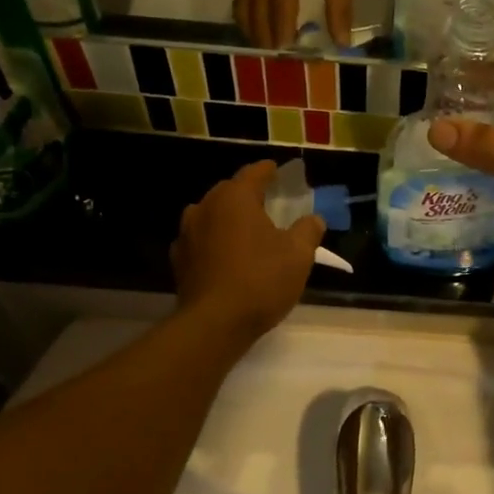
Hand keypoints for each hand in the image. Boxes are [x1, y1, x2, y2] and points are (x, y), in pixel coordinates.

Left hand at [172, 161, 325, 338]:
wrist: (214, 323)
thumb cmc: (261, 280)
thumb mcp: (298, 255)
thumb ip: (308, 230)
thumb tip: (314, 219)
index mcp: (235, 198)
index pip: (253, 173)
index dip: (268, 171)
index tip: (277, 170)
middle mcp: (205, 207)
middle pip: (229, 192)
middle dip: (247, 195)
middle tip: (267, 202)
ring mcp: (187, 234)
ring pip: (211, 216)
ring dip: (228, 219)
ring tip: (246, 230)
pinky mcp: (179, 260)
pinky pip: (201, 241)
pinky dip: (215, 242)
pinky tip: (227, 257)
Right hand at [234, 0, 356, 48]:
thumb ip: (340, 3)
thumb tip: (341, 41)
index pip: (280, 13)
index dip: (284, 38)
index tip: (293, 59)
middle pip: (257, 16)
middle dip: (269, 41)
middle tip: (284, 64)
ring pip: (244, 10)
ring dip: (255, 33)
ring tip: (270, 52)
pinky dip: (247, 18)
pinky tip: (257, 31)